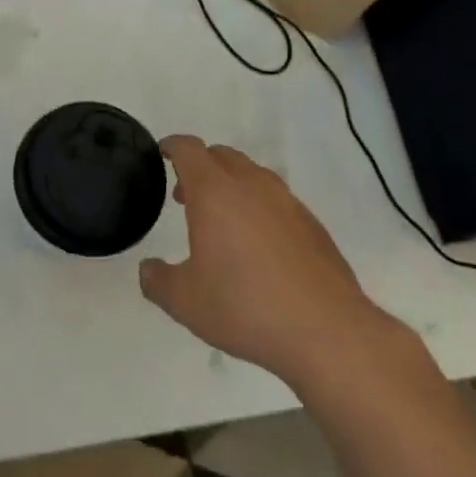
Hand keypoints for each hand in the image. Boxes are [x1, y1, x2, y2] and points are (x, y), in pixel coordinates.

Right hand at [141, 136, 404, 388]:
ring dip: (230, 185)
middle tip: (185, 196)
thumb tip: (149, 269)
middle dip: (200, 167)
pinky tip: (257, 245)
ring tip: (221, 221)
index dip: (171, 146)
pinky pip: (276, 200)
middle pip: (222, 156)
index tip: (161, 153)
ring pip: (253, 175)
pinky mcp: (312, 224)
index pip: (189, 150)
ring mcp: (288, 202)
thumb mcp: (184, 301)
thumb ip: (157, 280)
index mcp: (215, 193)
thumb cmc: (245, 307)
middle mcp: (253, 186)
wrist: (326, 330)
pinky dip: (258, 207)